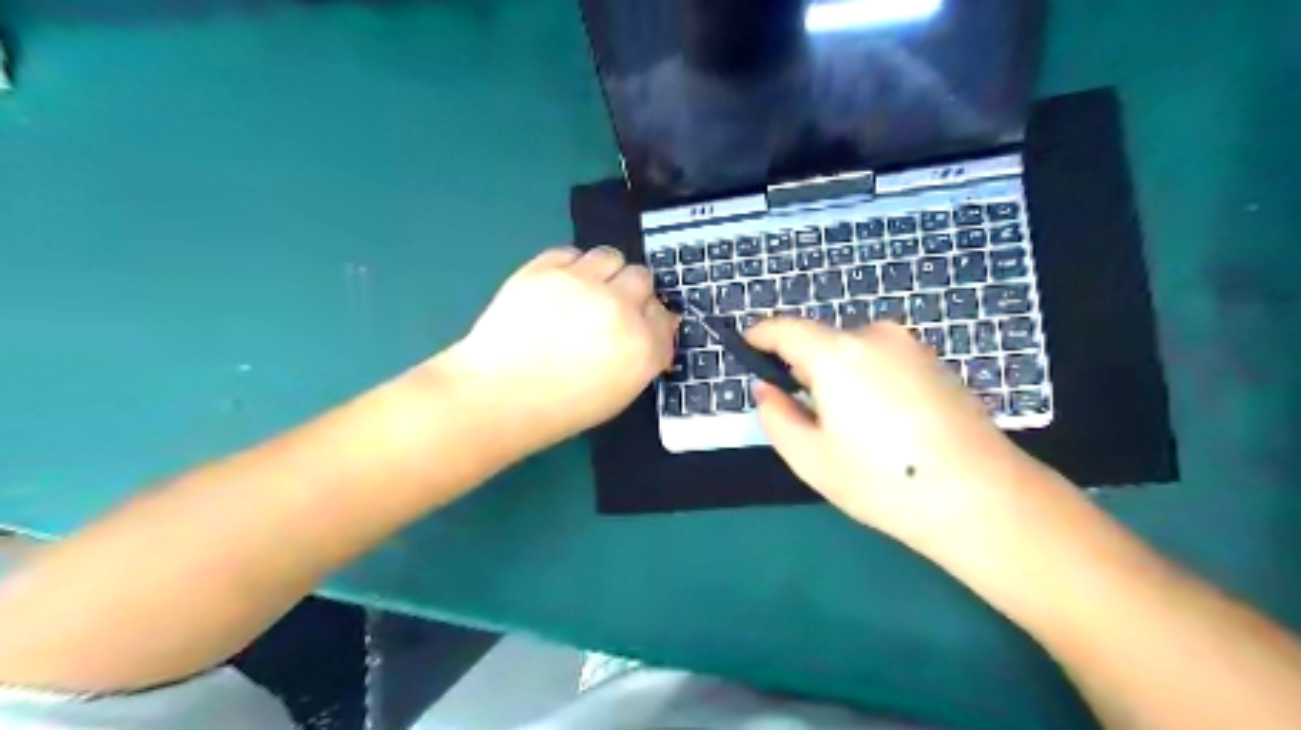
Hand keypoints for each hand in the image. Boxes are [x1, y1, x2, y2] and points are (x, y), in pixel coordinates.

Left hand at [445, 249, 676, 451]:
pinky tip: (559, 287)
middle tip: (611, 308)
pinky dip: (572, 267)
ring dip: (606, 272)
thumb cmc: (561, 408)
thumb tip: (653, 326)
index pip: (664, 317)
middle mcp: (620, 308)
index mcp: (643, 347)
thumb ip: (643, 356)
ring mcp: (582, 283)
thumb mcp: (618, 393)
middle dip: (632, 293)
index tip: (639, 326)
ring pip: (611, 256)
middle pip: (643, 279)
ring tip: (586, 291)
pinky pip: (572, 253)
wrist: (498, 396)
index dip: (651, 320)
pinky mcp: (546, 268)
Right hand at [740, 316, 1042, 552]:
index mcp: (837, 354)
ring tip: (853, 429)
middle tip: (808, 417)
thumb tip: (767, 390)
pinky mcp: (936, 361)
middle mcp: (874, 336)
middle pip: (822, 342)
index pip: (785, 329)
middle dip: (805, 368)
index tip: (747, 349)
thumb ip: (775, 417)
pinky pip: (883, 361)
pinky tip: (887, 426)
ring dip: (839, 377)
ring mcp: (911, 346)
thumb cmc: (884, 481)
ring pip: (854, 352)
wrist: (982, 498)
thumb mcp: (811, 458)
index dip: (760, 337)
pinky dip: (870, 380)